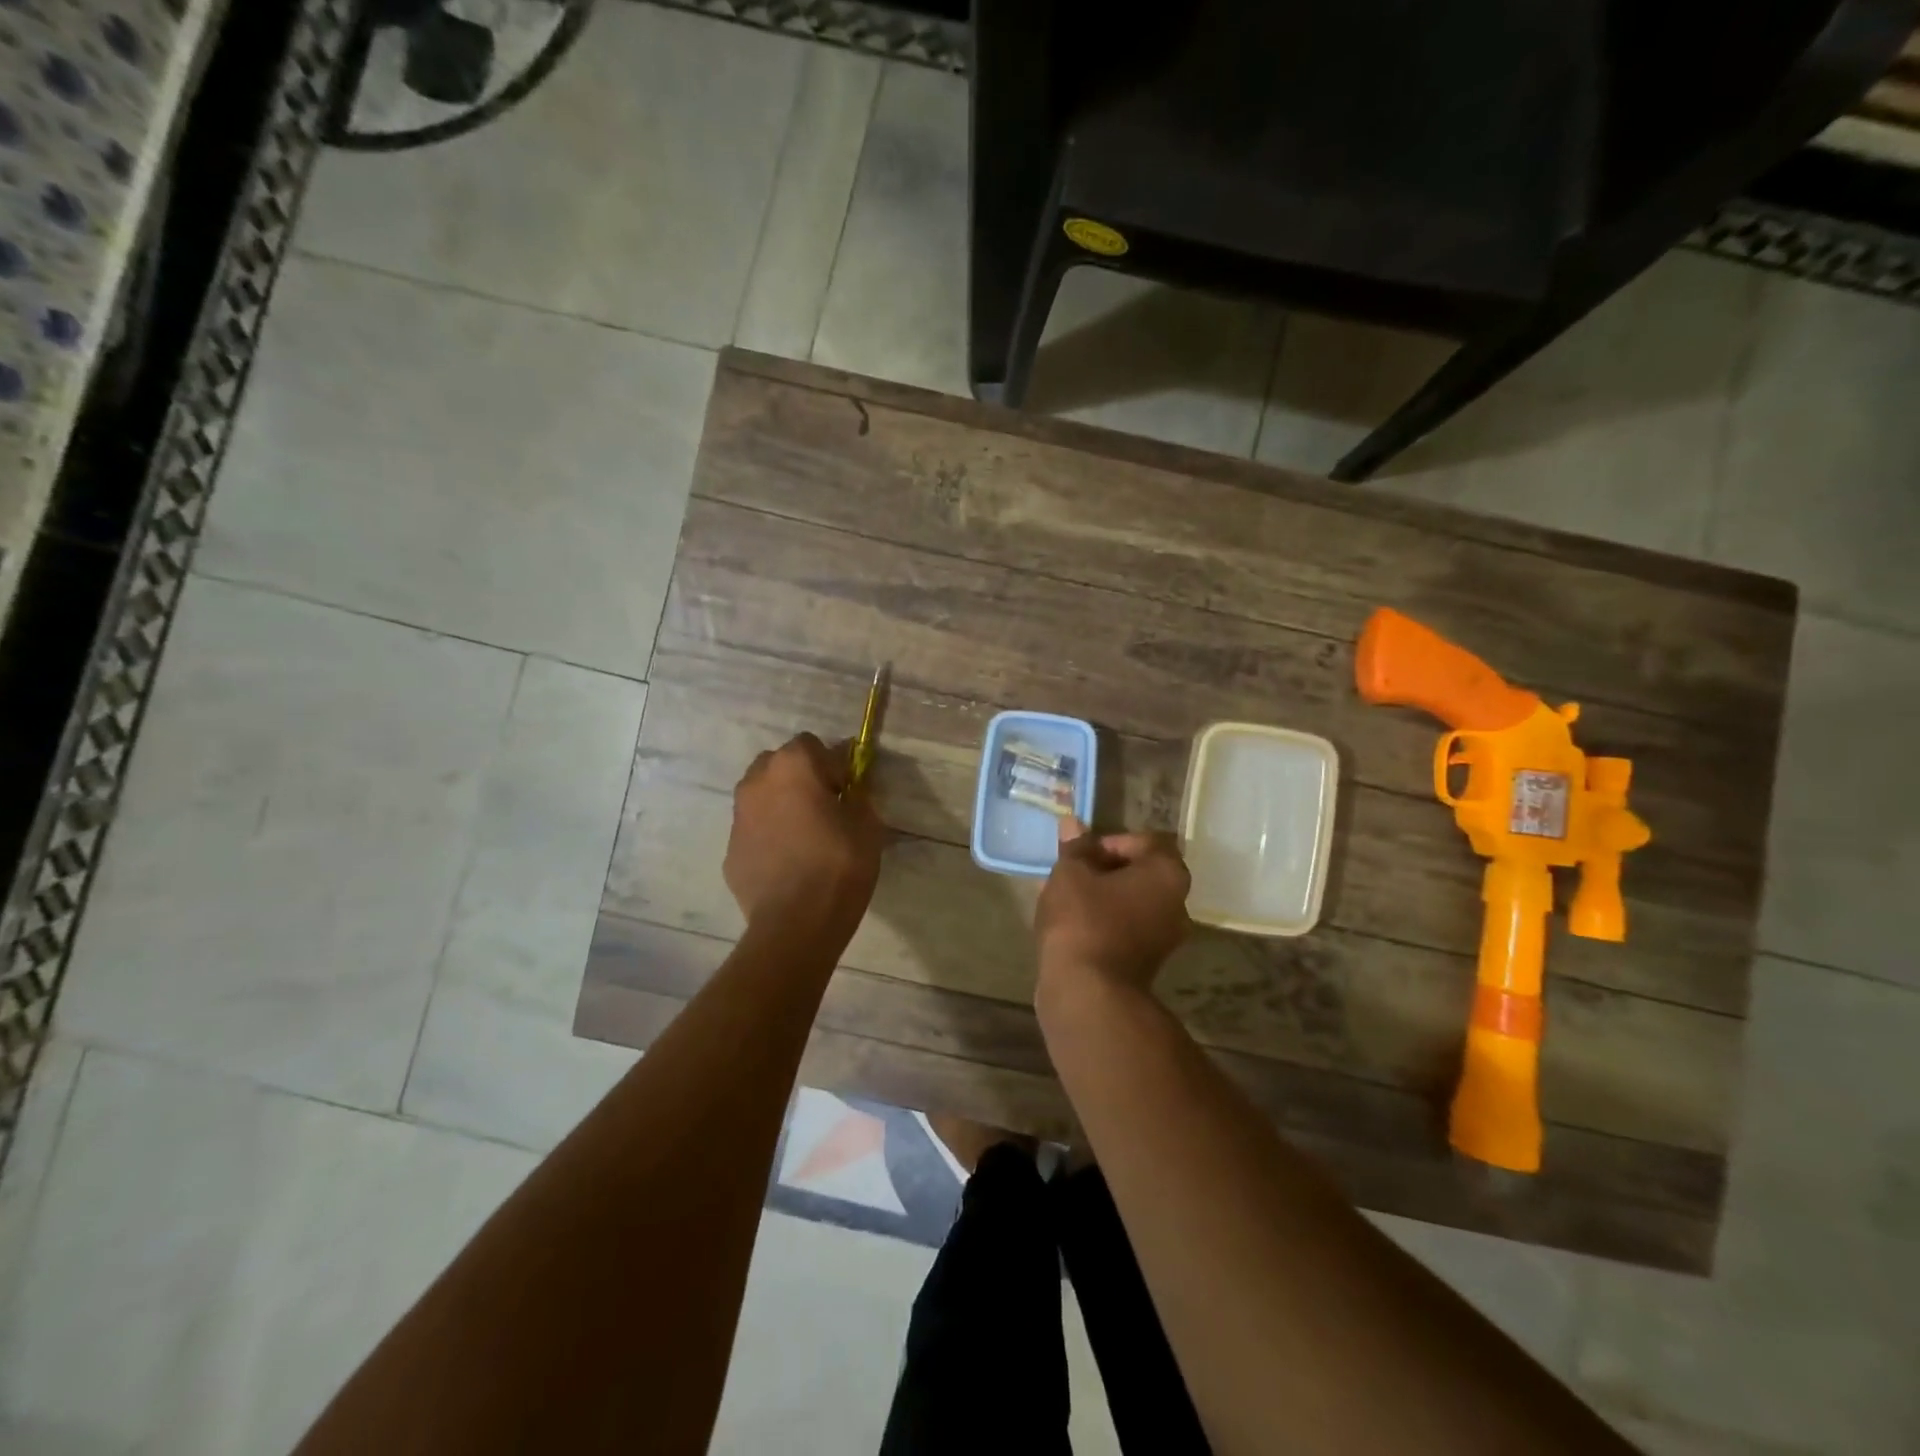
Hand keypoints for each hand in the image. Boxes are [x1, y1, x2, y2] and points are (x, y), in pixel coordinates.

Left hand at [725, 734, 884, 942]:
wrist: (795, 924)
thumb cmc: (838, 865)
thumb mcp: (867, 825)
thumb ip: (858, 795)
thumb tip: (851, 787)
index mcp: (792, 766)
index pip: (813, 744)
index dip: (833, 764)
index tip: (847, 791)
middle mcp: (757, 781)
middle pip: (780, 764)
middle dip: (801, 778)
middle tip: (825, 808)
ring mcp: (738, 816)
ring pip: (762, 796)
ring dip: (782, 804)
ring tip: (805, 837)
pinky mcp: (729, 849)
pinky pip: (754, 830)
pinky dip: (769, 836)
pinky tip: (788, 862)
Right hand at [1035, 817, 1190, 994]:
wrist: (1088, 993)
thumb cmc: (1082, 920)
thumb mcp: (1070, 873)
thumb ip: (1075, 847)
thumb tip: (1073, 823)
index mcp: (1167, 874)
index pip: (1145, 841)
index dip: (1109, 841)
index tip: (1081, 853)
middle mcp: (1178, 904)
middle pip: (1142, 872)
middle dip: (1106, 869)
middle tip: (1072, 874)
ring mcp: (1166, 938)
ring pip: (1133, 902)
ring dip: (1104, 897)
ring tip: (1068, 899)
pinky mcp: (1149, 964)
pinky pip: (1128, 928)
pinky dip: (1106, 922)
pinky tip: (1075, 926)